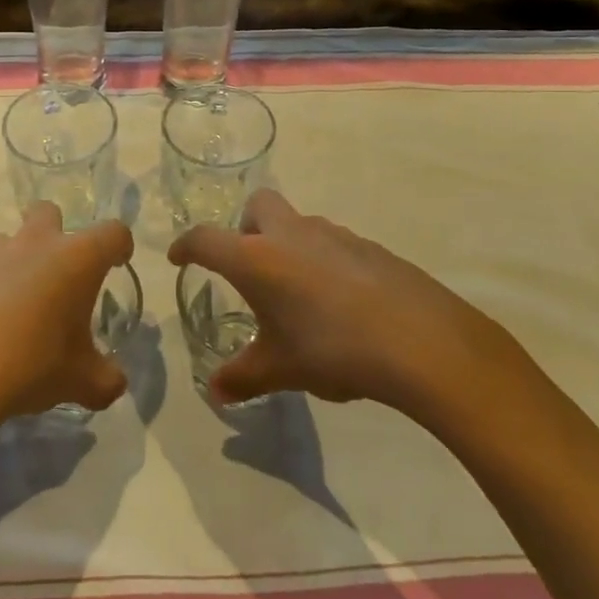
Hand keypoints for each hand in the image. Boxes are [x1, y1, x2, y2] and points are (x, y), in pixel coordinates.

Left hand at [0, 204, 133, 428]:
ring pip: (7, 241)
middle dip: (56, 232)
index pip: (112, 233)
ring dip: (14, 263)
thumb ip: (105, 380)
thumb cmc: (30, 366)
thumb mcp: (79, 382)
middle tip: (57, 274)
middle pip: (49, 212)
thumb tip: (115, 384)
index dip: (120, 245)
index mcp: (76, 260)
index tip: (118, 263)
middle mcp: (34, 245)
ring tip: (12, 307)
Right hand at [168, 189, 501, 414]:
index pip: (206, 239)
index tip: (178, 258)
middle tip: (248, 268)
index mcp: (257, 258)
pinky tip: (338, 302)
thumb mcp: (281, 369)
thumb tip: (216, 392)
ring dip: (286, 245)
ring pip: (297, 224)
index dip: (186, 246)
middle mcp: (291, 234)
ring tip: (296, 294)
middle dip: (245, 228)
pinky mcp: (367, 246)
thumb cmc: (333, 350)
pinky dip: (321, 260)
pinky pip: (331, 243)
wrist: (419, 340)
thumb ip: (244, 376)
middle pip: (258, 206)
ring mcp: (333, 235)